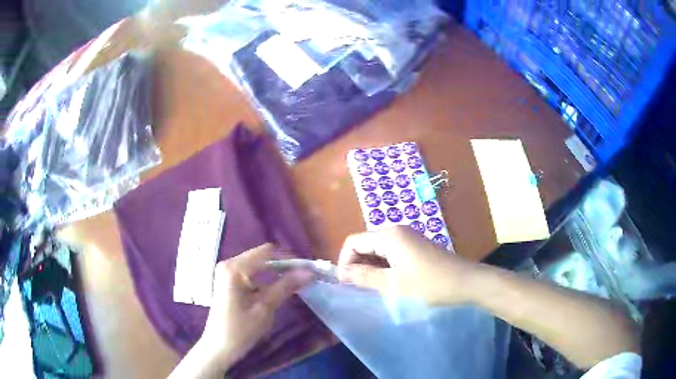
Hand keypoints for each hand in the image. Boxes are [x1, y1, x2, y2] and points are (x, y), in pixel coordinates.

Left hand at [195, 244, 312, 371]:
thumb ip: (285, 287)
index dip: (288, 260)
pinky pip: (250, 273)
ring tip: (293, 285)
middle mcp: (229, 264)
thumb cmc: (240, 330)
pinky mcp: (228, 281)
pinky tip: (275, 291)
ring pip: (257, 265)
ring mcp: (226, 272)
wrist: (219, 347)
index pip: (267, 253)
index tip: (307, 271)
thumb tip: (308, 272)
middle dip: (283, 266)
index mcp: (235, 269)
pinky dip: (265, 279)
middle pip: (262, 257)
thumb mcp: (265, 308)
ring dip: (275, 273)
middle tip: (303, 279)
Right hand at [337, 227, 475, 304]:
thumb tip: (341, 273)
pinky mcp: (415, 246)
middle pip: (365, 243)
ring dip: (370, 267)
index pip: (353, 242)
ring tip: (372, 287)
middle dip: (357, 264)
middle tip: (358, 288)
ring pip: (378, 249)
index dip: (345, 262)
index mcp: (388, 236)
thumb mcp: (393, 285)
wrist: (466, 282)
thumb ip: (364, 277)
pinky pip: (390, 252)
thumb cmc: (430, 284)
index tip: (346, 284)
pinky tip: (388, 282)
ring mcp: (408, 237)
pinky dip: (383, 266)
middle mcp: (396, 231)